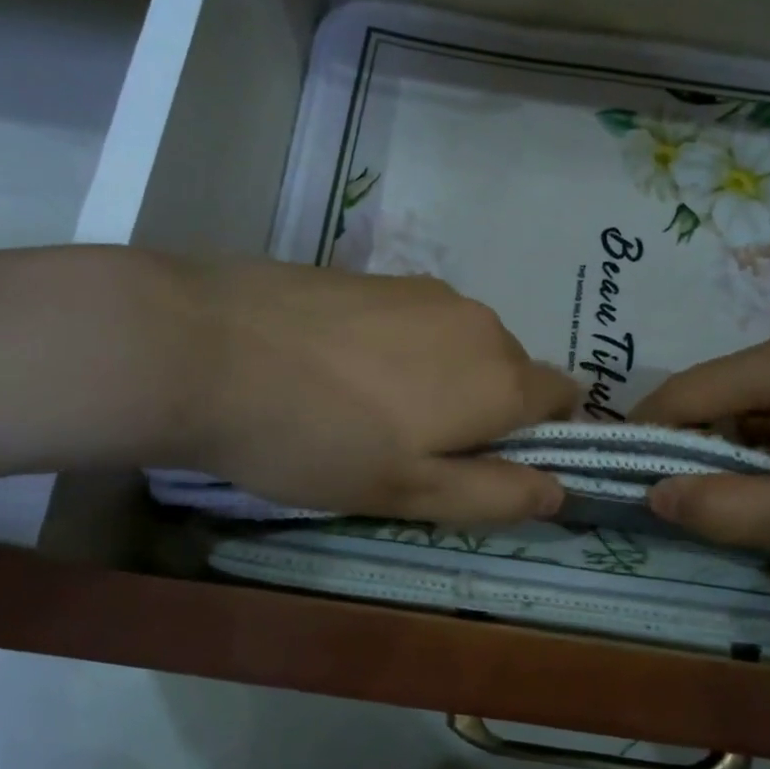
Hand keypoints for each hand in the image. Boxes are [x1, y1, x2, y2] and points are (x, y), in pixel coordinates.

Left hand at [160, 259, 577, 523]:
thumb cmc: (316, 439)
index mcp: (501, 377)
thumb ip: (494, 493)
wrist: (206, 347)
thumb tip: (559, 491)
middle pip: (510, 372)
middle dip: (485, 411)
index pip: (563, 397)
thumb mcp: (409, 491)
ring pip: (462, 345)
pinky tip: (340, 370)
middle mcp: (479, 322)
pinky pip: (420, 321)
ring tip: (368, 410)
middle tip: (414, 451)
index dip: (540, 436)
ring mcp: (427, 291)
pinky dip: (404, 350)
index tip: (487, 465)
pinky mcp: (379, 275)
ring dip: (442, 379)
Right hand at [630, 309, 769, 581]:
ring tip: (755, 504)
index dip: (649, 436)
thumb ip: (730, 509)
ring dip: (748, 446)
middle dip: (702, 447)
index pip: (686, 392)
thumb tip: (655, 495)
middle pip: (725, 390)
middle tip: (698, 510)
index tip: (624, 480)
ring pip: (766, 396)